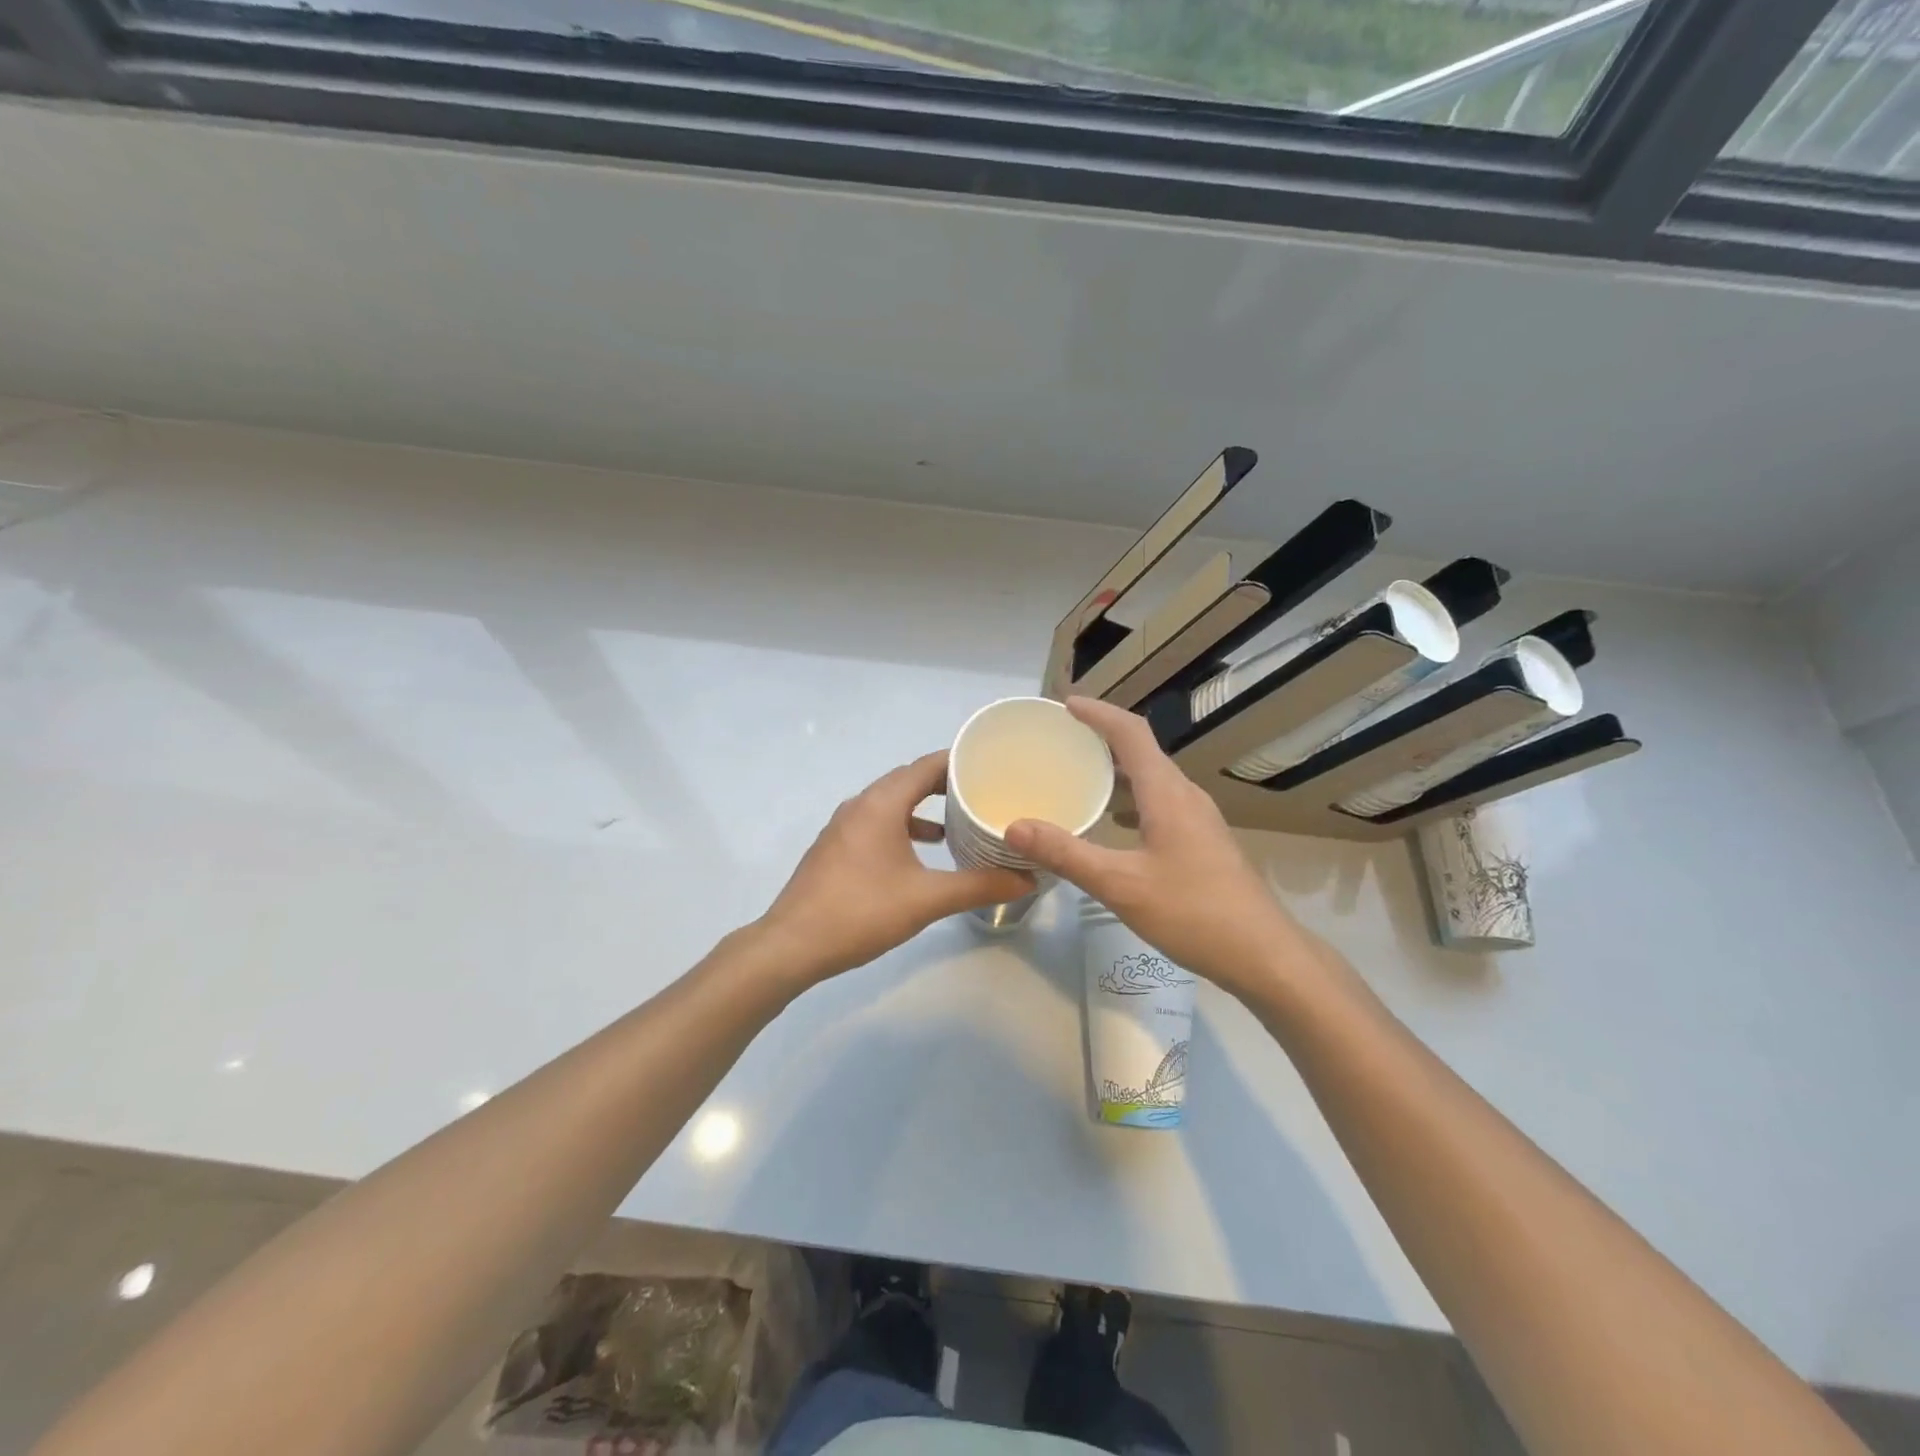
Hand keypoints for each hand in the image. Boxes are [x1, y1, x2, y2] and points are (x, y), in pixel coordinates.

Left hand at [758, 751, 1034, 980]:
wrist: (791, 945)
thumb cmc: (861, 912)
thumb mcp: (926, 899)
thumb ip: (978, 886)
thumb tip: (1026, 878)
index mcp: (880, 804)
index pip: (926, 765)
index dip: (960, 762)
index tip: (993, 766)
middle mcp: (860, 805)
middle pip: (908, 780)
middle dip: (945, 784)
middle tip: (984, 792)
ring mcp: (843, 826)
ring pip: (891, 803)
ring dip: (923, 807)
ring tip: (959, 822)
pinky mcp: (836, 848)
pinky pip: (877, 822)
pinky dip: (903, 826)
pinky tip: (922, 853)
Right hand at [1004, 697, 1309, 993]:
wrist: (1263, 954)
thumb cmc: (1193, 912)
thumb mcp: (1120, 884)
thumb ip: (1066, 853)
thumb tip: (1014, 826)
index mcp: (1167, 793)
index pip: (1131, 733)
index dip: (1098, 713)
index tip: (1065, 704)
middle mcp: (1186, 796)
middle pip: (1143, 750)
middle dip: (1103, 737)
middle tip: (1062, 739)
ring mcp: (1199, 819)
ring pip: (1154, 779)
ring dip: (1118, 769)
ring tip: (1081, 775)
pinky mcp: (1204, 842)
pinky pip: (1161, 803)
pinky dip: (1132, 799)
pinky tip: (1114, 824)